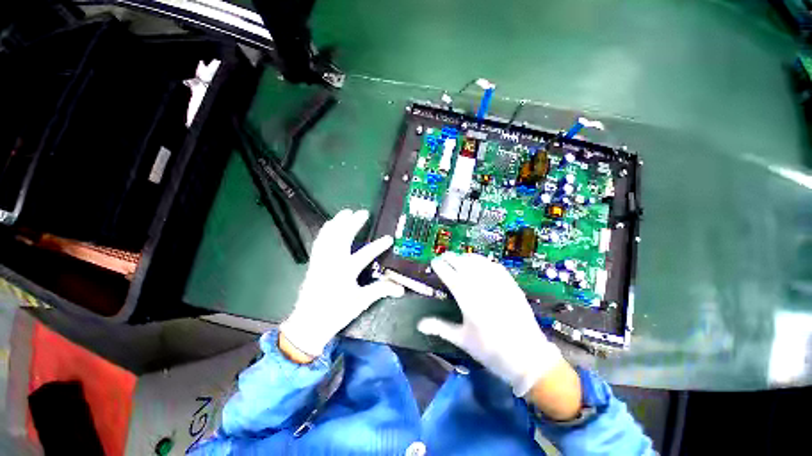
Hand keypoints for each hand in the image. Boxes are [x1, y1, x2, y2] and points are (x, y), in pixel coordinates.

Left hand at [280, 209, 404, 359]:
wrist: (308, 324)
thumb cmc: (336, 313)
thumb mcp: (360, 302)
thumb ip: (380, 291)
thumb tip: (401, 289)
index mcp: (345, 271)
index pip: (365, 254)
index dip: (378, 246)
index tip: (389, 238)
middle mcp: (332, 262)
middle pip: (343, 238)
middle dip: (353, 223)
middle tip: (363, 212)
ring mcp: (321, 261)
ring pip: (329, 237)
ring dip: (338, 223)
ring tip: (346, 212)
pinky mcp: (314, 263)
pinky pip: (319, 242)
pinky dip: (325, 231)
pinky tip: (328, 225)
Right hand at [418, 253, 576, 410]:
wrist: (527, 357)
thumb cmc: (490, 350)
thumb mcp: (463, 340)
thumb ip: (440, 328)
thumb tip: (419, 325)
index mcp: (468, 300)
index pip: (450, 275)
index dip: (441, 266)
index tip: (434, 262)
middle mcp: (481, 287)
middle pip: (463, 264)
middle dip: (451, 258)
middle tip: (444, 257)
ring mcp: (497, 284)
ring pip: (478, 262)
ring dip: (466, 257)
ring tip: (459, 258)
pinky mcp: (510, 284)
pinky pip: (494, 266)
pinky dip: (484, 261)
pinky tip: (480, 262)